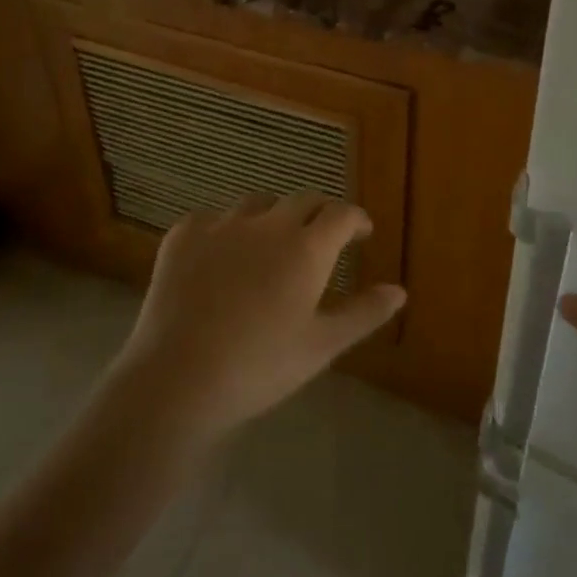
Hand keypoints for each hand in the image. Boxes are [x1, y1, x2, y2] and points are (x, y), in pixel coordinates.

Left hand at [109, 192, 406, 443]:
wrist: (178, 377)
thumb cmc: (260, 365)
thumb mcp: (322, 345)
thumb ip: (363, 313)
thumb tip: (399, 291)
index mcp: (306, 247)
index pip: (341, 214)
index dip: (356, 219)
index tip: (362, 233)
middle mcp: (267, 224)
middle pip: (302, 200)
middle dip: (320, 212)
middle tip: (324, 235)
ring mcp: (221, 225)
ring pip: (257, 204)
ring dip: (274, 216)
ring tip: (273, 241)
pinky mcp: (182, 235)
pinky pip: (212, 218)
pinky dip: (227, 229)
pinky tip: (222, 254)